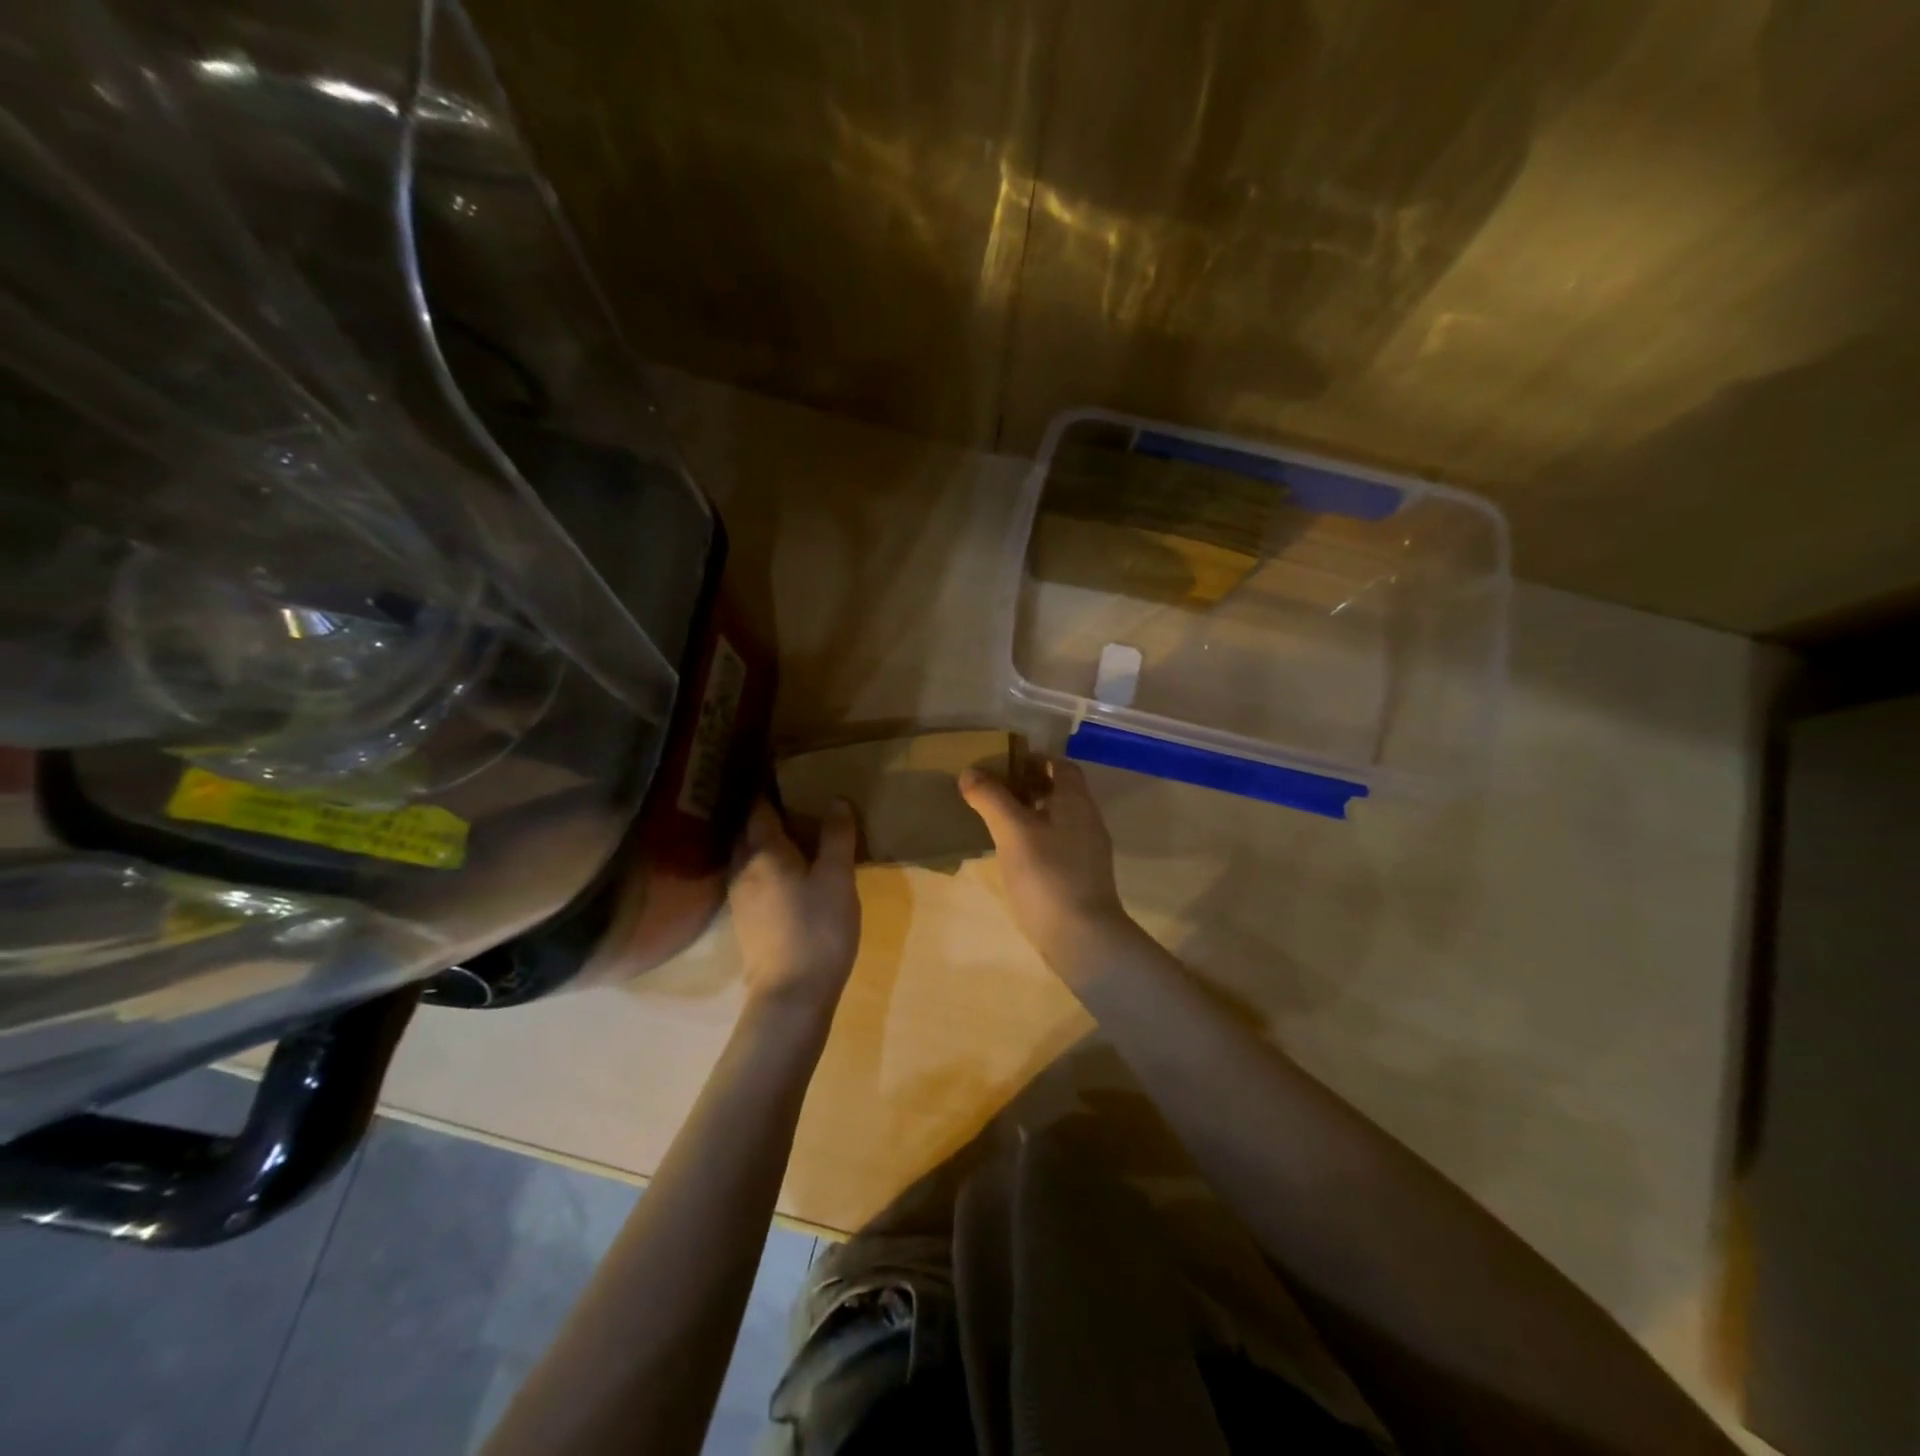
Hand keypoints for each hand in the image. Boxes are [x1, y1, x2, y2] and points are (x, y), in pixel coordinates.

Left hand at [729, 798, 860, 1016]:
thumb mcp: (837, 878)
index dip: (766, 789)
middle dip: (760, 812)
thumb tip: (835, 799)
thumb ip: (836, 837)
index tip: (778, 772)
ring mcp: (739, 897)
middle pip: (746, 831)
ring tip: (786, 831)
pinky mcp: (745, 920)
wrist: (791, 993)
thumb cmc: (818, 928)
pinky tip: (782, 871)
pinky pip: (749, 877)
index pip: (758, 809)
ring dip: (760, 839)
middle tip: (785, 798)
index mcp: (764, 852)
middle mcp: (743, 868)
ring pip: (745, 855)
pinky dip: (762, 864)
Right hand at [959, 756, 1139, 972]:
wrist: (1083, 937)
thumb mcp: (1012, 831)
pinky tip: (1013, 854)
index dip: (1034, 760)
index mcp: (1076, 801)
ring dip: (1031, 813)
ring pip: (1058, 819)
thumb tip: (970, 772)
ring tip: (997, 821)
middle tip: (993, 792)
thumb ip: (991, 798)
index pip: (1060, 765)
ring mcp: (1087, 851)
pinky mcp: (1081, 877)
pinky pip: (1057, 844)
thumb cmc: (1048, 875)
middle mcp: (1087, 820)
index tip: (1003, 764)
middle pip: (1060, 791)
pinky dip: (1036, 839)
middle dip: (1028, 785)